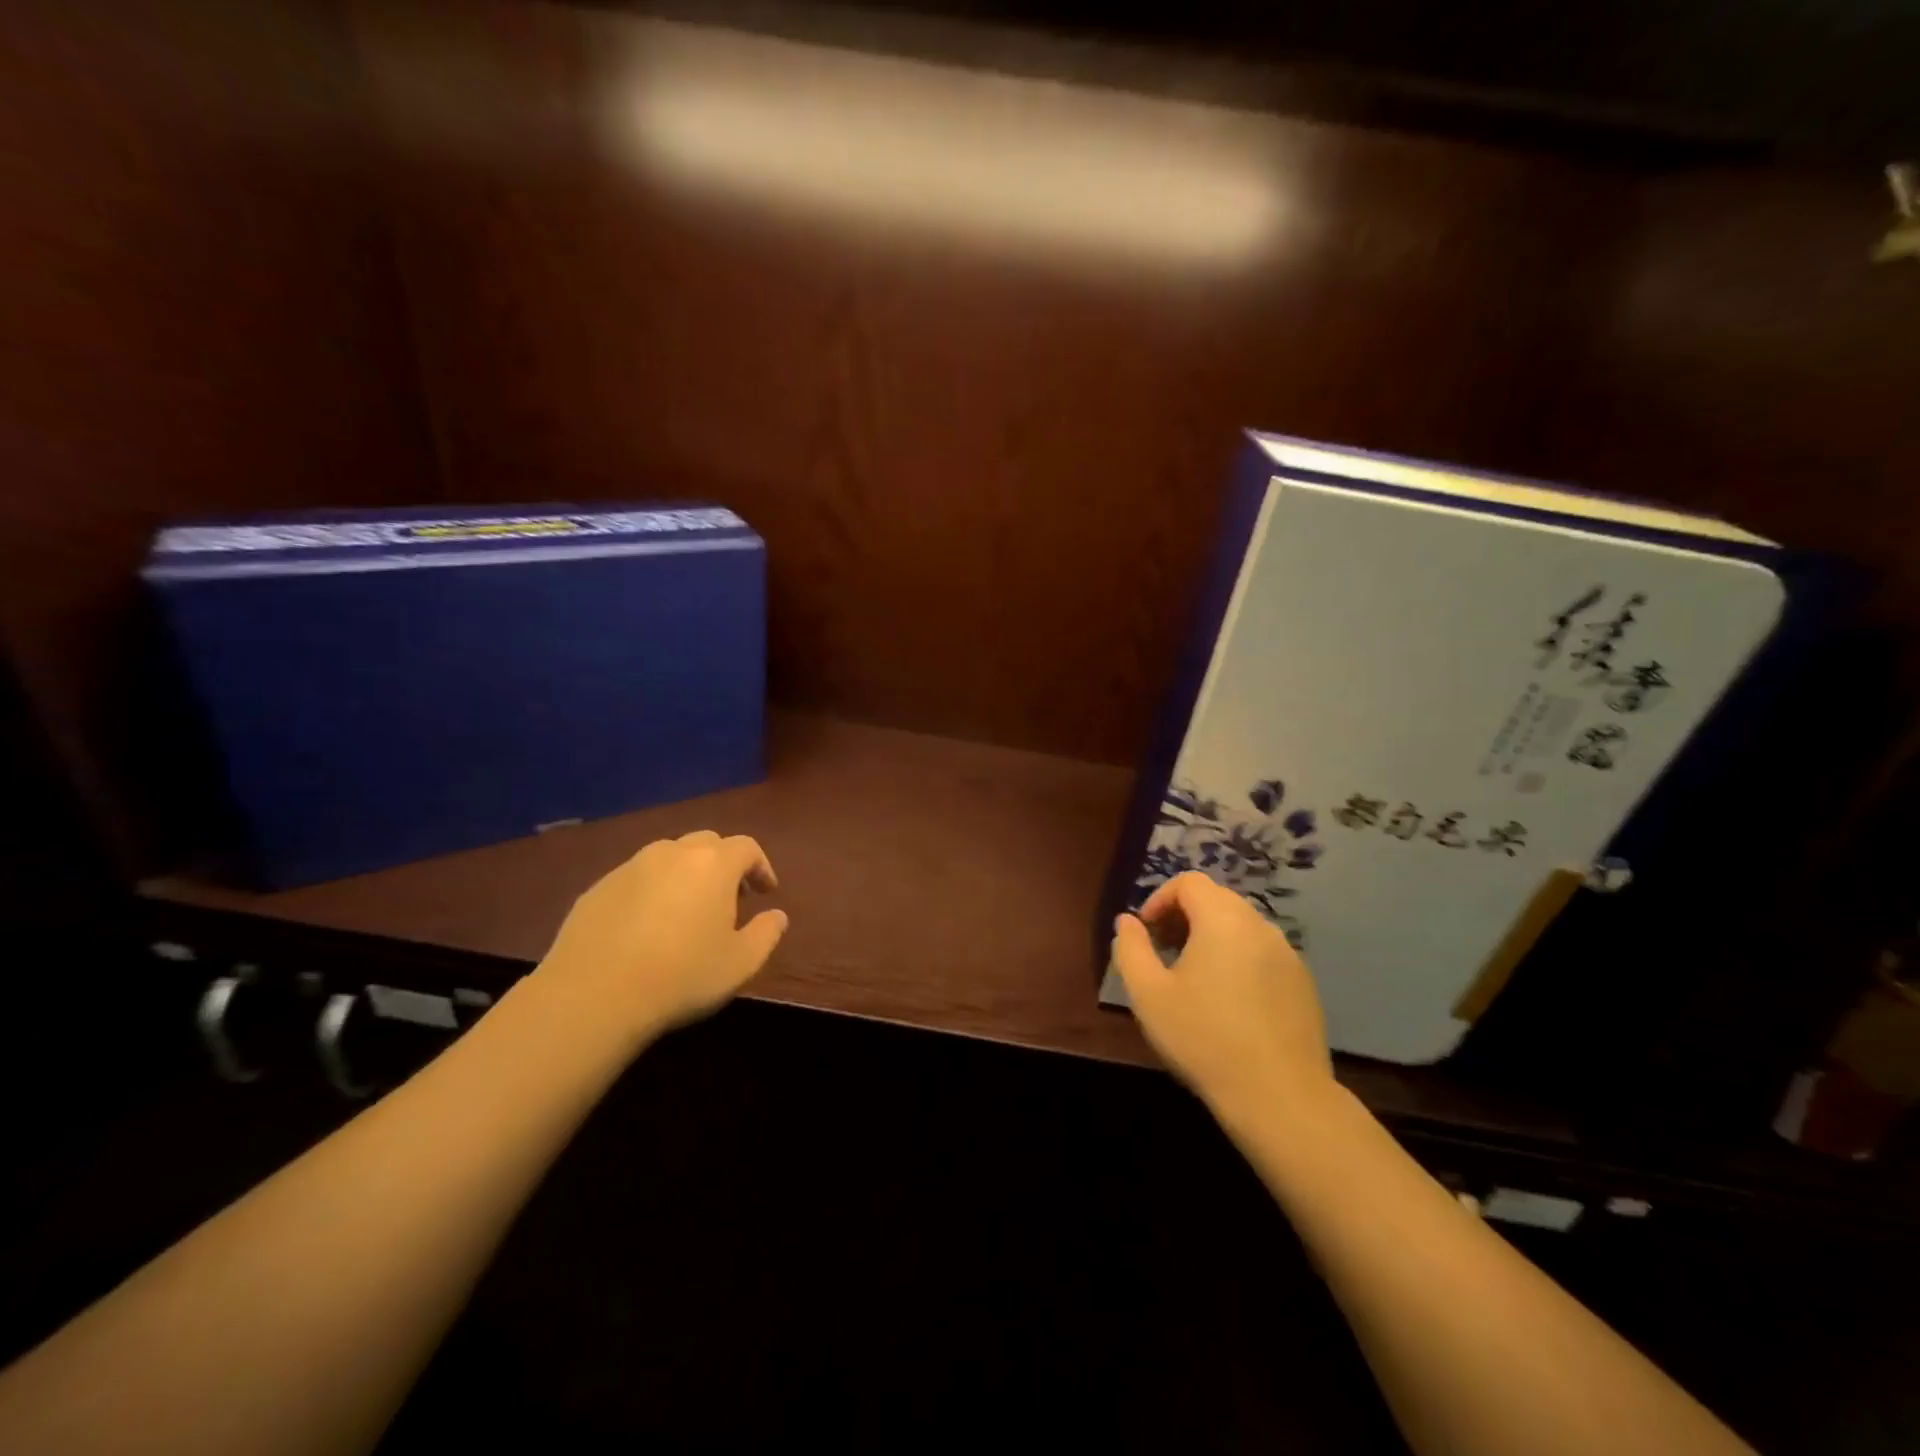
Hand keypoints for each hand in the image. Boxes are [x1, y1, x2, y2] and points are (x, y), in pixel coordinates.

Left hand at [534, 830, 786, 1042]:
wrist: (593, 995)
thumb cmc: (681, 976)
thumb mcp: (741, 963)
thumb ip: (767, 934)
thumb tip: (777, 916)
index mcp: (713, 864)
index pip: (747, 847)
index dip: (761, 866)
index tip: (766, 892)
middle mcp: (672, 853)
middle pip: (707, 843)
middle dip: (724, 864)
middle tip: (729, 897)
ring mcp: (630, 867)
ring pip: (668, 857)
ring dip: (686, 874)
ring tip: (687, 910)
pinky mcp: (597, 888)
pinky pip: (635, 878)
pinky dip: (651, 891)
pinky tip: (646, 926)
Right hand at [1111, 871, 1333, 1128]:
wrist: (1280, 1096)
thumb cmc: (1205, 1039)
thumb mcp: (1148, 995)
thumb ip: (1130, 949)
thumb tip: (1127, 921)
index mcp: (1223, 920)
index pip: (1189, 882)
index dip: (1160, 899)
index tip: (1146, 932)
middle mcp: (1260, 926)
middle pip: (1216, 899)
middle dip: (1184, 916)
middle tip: (1164, 952)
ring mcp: (1287, 954)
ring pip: (1241, 926)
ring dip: (1211, 937)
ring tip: (1192, 978)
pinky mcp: (1303, 983)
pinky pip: (1262, 952)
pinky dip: (1238, 958)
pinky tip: (1228, 1002)